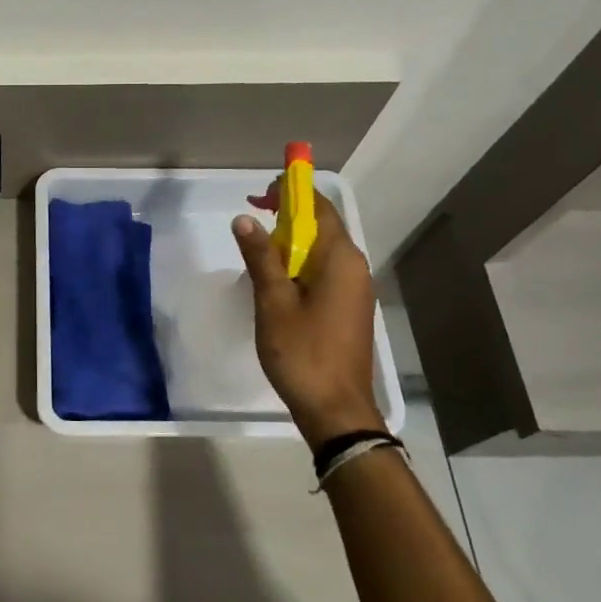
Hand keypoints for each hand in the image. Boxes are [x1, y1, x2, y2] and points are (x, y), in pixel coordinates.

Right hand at [233, 189, 381, 448]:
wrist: (335, 408)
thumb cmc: (302, 352)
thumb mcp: (272, 301)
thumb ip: (260, 256)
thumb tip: (245, 219)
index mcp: (340, 259)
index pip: (319, 207)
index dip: (291, 192)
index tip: (260, 193)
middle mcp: (355, 266)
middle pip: (323, 225)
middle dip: (288, 215)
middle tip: (252, 217)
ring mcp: (355, 288)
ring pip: (323, 249)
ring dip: (292, 240)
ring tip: (258, 248)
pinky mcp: (349, 307)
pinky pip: (325, 270)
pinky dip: (300, 262)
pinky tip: (277, 279)